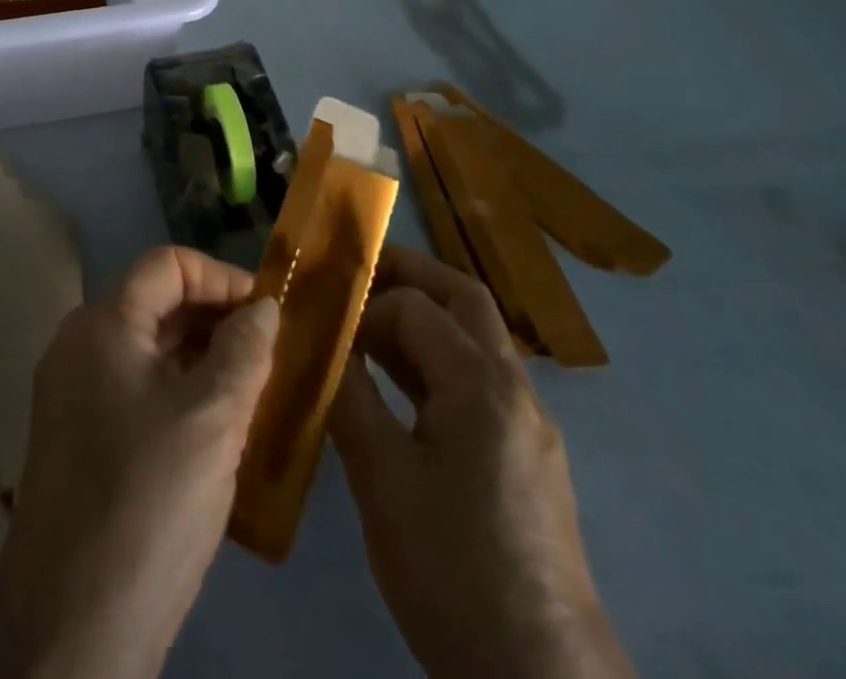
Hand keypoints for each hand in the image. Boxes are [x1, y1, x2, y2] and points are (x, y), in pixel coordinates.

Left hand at [0, 246, 279, 678]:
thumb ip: (244, 352)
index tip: (270, 313)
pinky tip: (218, 430)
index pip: (168, 265)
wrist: (70, 625)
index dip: (221, 278)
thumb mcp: (212, 421)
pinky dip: (179, 393)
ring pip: (149, 350)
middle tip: (272, 354)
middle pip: (156, 303)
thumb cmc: (148, 502)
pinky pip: (137, 389)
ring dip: (202, 359)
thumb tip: (263, 307)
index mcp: (103, 323)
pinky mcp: (80, 436)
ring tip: (256, 391)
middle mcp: (80, 344)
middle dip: (216, 320)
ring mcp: (75, 392)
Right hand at [329, 247, 633, 678]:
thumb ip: (348, 394)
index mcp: (482, 384)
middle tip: (352, 280)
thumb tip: (317, 342)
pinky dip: (437, 361)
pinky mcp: (528, 456)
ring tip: (363, 330)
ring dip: (422, 319)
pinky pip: (480, 380)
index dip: (364, 306)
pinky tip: (399, 388)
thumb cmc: (452, 568)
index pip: (415, 306)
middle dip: (407, 276)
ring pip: (475, 337)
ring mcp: (529, 423)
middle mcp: (515, 389)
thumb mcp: (381, 477)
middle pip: (463, 298)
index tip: (322, 323)